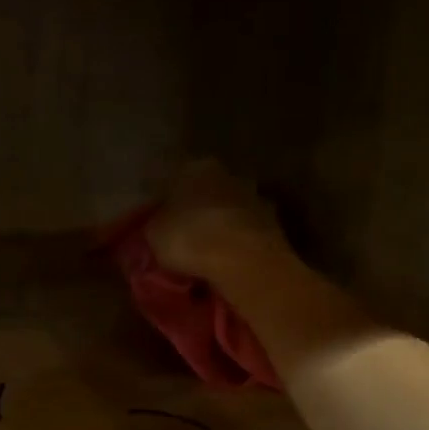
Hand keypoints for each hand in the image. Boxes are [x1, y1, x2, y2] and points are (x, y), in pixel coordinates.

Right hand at [147, 161, 287, 280]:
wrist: (245, 262)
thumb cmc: (190, 239)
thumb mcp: (154, 234)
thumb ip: (154, 223)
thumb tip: (155, 224)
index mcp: (195, 167)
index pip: (172, 177)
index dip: (162, 199)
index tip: (155, 217)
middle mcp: (227, 174)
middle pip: (204, 191)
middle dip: (194, 209)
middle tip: (180, 233)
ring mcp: (254, 198)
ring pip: (227, 210)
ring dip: (218, 225)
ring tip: (204, 251)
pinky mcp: (274, 224)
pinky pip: (244, 232)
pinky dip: (235, 242)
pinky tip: (226, 260)